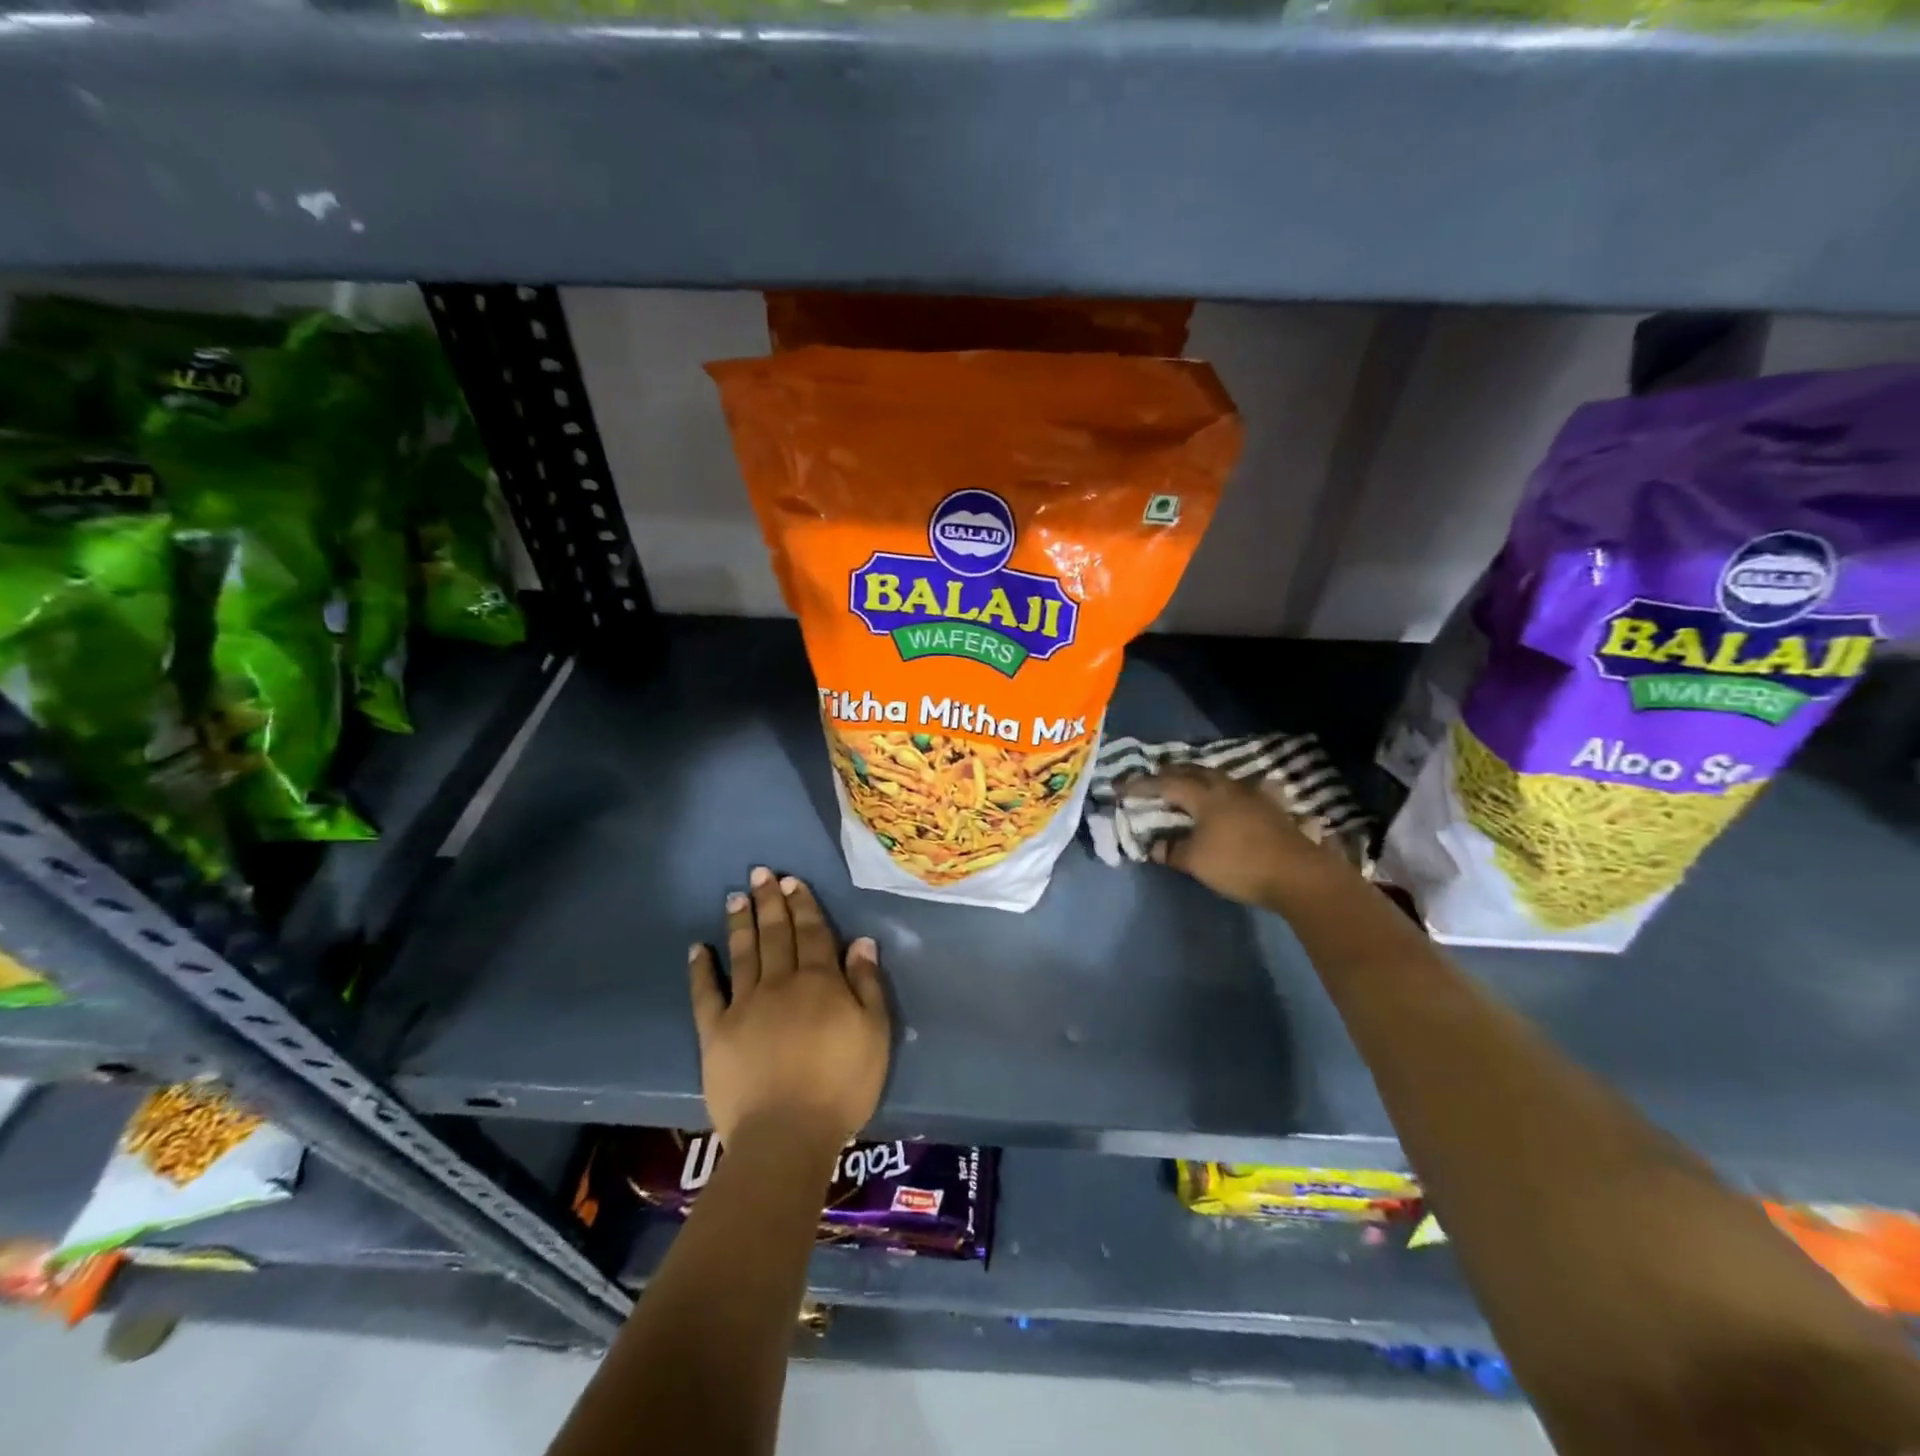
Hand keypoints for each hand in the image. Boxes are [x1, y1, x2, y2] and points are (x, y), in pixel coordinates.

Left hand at [689, 867, 889, 1150]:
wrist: (786, 1134)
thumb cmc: (841, 1085)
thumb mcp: (875, 1033)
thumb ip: (867, 984)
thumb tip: (861, 942)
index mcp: (820, 981)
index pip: (812, 932)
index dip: (802, 904)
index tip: (791, 881)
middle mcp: (780, 983)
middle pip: (776, 934)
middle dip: (769, 902)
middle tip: (760, 873)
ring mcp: (744, 1005)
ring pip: (743, 954)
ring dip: (740, 923)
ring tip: (735, 897)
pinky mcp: (715, 1033)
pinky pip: (705, 994)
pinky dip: (701, 970)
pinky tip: (697, 949)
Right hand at [1127, 764, 1353, 910]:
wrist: (1298, 874)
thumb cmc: (1239, 864)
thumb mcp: (1196, 861)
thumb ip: (1172, 850)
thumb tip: (1154, 846)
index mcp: (1203, 795)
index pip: (1165, 784)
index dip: (1141, 785)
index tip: (1120, 787)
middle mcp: (1226, 787)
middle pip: (1193, 771)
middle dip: (1169, 773)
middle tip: (1153, 778)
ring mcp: (1251, 794)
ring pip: (1216, 777)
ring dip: (1196, 777)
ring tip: (1185, 784)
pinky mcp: (1268, 806)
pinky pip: (1236, 789)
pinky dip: (1221, 790)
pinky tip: (1225, 796)